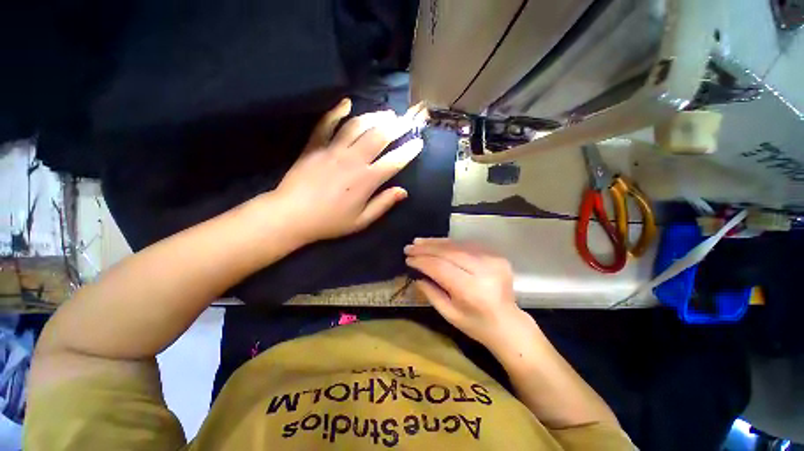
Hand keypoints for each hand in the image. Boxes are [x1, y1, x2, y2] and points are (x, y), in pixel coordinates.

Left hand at [273, 98, 424, 243]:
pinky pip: (327, 123)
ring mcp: (333, 150)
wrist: (291, 215)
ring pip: (357, 126)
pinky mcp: (315, 145)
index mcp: (366, 180)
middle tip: (407, 120)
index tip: (418, 142)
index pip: (394, 161)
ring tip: (387, 113)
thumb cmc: (330, 222)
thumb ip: (383, 204)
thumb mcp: (361, 221)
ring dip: (374, 117)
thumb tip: (403, 192)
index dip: (408, 151)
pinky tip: (346, 103)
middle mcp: (353, 160)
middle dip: (397, 127)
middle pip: (379, 137)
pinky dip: (336, 111)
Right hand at [404, 238, 532, 350]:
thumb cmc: (476, 325)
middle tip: (410, 247)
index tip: (408, 258)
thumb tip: (416, 274)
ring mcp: (493, 260)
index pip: (441, 268)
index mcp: (471, 291)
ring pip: (458, 245)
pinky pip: (468, 245)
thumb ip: (431, 293)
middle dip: (426, 248)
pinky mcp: (496, 255)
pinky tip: (437, 243)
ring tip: (419, 242)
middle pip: (449, 253)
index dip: (422, 261)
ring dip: (436, 242)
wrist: (509, 323)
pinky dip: (450, 243)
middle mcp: (484, 271)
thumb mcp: (449, 314)